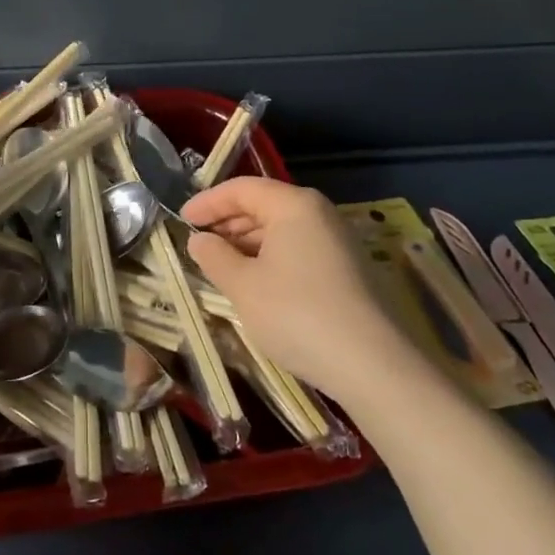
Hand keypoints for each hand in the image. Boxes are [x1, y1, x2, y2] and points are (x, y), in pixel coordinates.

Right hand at [182, 177, 418, 398]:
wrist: (373, 366)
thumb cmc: (298, 314)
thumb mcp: (243, 286)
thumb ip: (214, 257)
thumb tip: (199, 240)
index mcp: (294, 205)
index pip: (241, 189)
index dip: (208, 202)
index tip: (181, 219)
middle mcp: (319, 213)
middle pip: (263, 205)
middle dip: (227, 222)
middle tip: (197, 242)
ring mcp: (337, 241)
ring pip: (281, 229)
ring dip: (247, 242)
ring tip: (220, 264)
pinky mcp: (347, 269)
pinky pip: (298, 249)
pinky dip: (269, 257)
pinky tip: (254, 282)